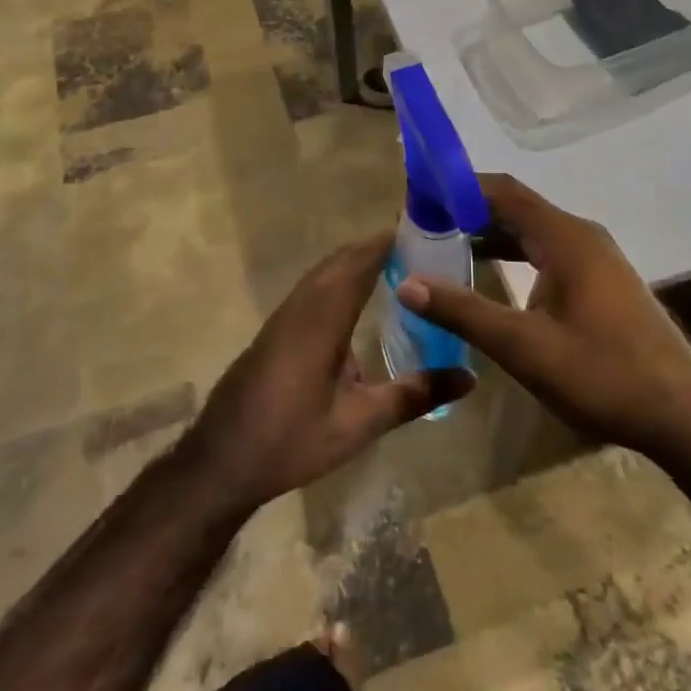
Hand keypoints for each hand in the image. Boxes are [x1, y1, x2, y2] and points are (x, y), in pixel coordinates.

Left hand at [184, 233, 475, 515]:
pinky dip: (340, 277)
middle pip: (342, 259)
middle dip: (378, 247)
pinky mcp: (277, 328)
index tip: (424, 230)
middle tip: (420, 247)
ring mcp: (285, 315)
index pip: (360, 262)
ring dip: (357, 260)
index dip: (389, 241)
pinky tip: (357, 299)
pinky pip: (314, 286)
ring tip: (397, 265)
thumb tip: (469, 377)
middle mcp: (302, 306)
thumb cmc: (291, 440)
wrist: (221, 460)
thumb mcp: (359, 424)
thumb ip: (414, 396)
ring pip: (325, 271)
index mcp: (323, 318)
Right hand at [395, 174, 690, 462]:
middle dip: (467, 211)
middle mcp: (581, 235)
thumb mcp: (524, 348)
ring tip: (443, 246)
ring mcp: (595, 257)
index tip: (417, 198)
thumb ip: (464, 312)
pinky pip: (547, 250)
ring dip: (489, 233)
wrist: (684, 416)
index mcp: (565, 238)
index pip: (502, 192)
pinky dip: (513, 253)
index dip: (457, 188)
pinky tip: (489, 275)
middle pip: (515, 207)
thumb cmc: (604, 376)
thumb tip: (407, 283)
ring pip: (531, 230)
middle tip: (421, 225)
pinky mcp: (601, 280)